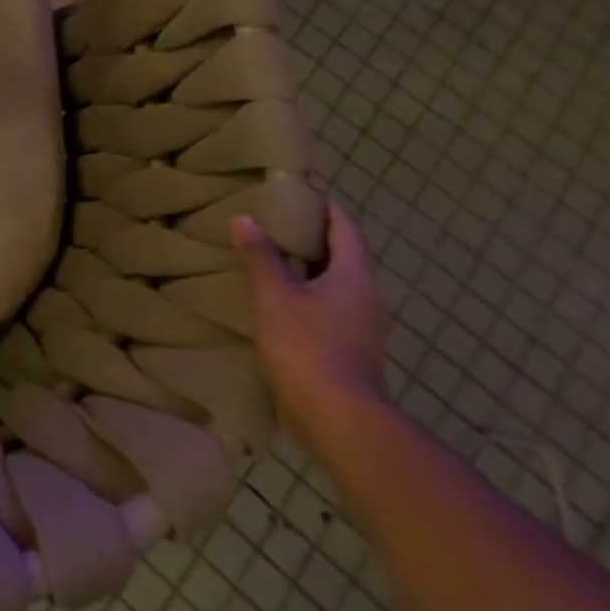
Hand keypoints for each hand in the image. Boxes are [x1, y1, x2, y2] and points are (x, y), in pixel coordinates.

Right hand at [233, 202, 388, 452]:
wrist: (339, 418)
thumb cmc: (309, 347)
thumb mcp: (275, 296)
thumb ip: (261, 257)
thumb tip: (245, 218)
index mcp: (354, 276)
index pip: (344, 228)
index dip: (323, 206)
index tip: (294, 192)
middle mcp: (364, 296)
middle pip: (339, 254)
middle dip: (307, 236)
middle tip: (267, 220)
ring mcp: (358, 325)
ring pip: (329, 282)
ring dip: (300, 266)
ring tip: (262, 255)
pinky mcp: (344, 347)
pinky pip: (322, 306)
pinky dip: (299, 293)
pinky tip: (269, 297)